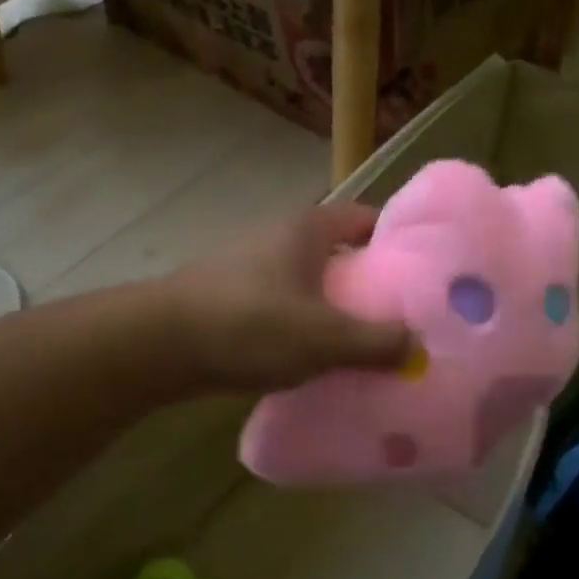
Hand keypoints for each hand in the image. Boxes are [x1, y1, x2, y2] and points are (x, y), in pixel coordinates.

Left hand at [165, 203, 411, 392]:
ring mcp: (249, 268)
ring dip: (333, 308)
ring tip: (361, 344)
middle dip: (368, 283)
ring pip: (308, 283)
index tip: (422, 273)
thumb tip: (418, 349)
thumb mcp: (325, 338)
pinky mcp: (229, 299)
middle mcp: (278, 238)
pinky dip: (302, 326)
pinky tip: (312, 359)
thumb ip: (377, 343)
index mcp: (306, 230)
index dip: (395, 240)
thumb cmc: (250, 326)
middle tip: (400, 317)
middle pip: (338, 253)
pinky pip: (282, 307)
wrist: (157, 346)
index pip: (364, 219)